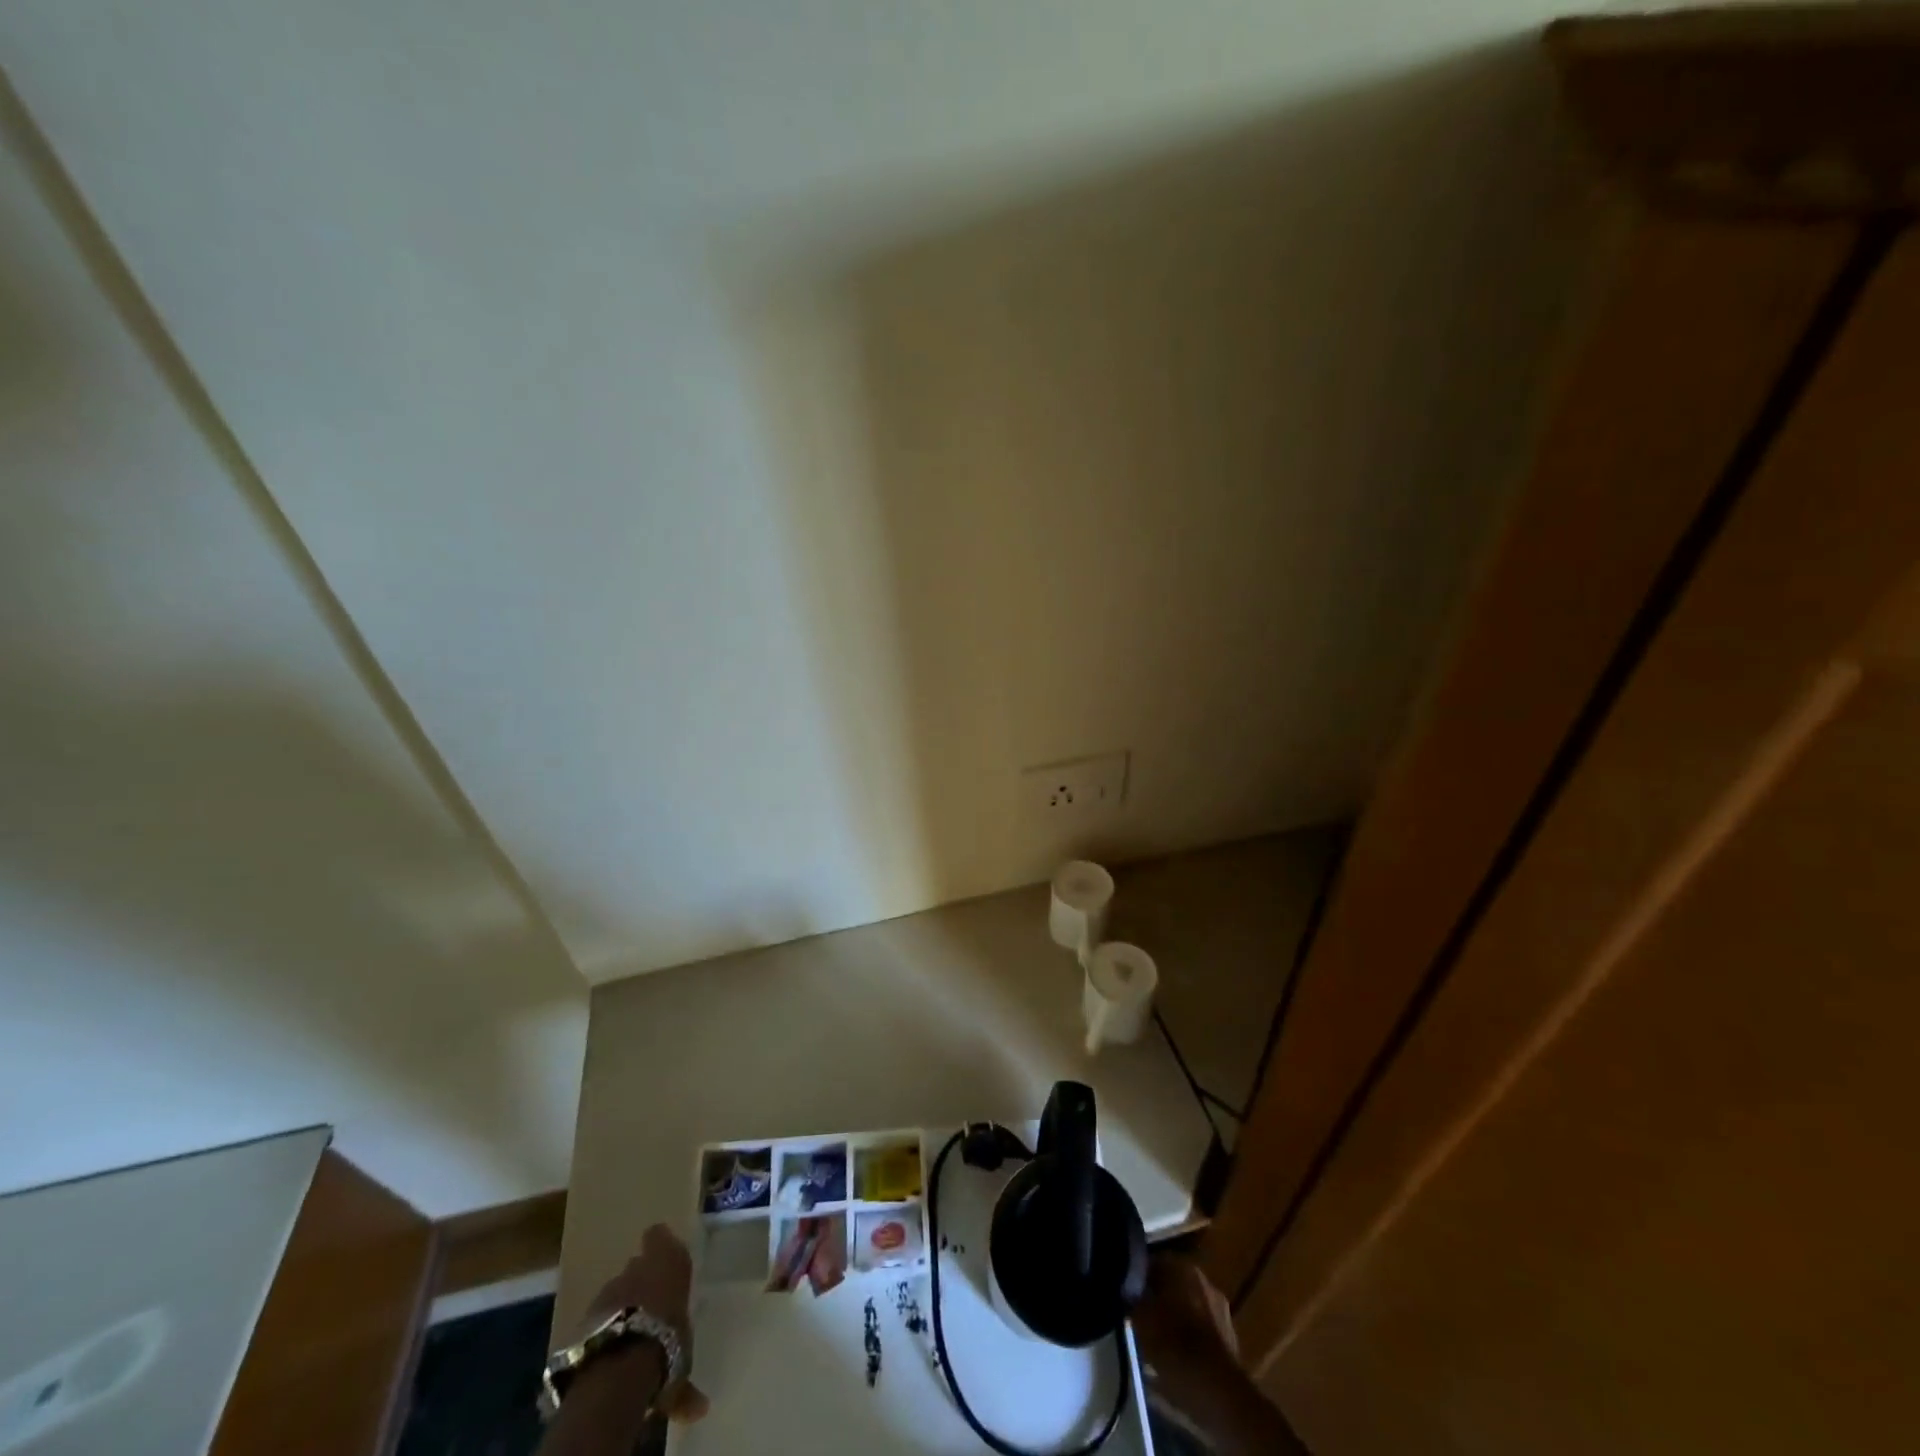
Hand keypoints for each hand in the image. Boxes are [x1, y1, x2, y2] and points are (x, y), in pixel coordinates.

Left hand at [576, 1224, 708, 1424]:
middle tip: (649, 1306)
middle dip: (640, 1283)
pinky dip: (602, 1330)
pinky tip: (608, 1350)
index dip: (658, 1244)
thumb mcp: (683, 1357)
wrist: (619, 1366)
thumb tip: (700, 1407)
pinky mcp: (582, 1318)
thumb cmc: (666, 1343)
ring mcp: (607, 1292)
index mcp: (668, 1262)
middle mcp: (636, 1269)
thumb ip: (686, 1374)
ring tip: (628, 1334)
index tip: (661, 1255)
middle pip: (635, 1267)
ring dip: (620, 1307)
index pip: (658, 1236)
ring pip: (614, 1293)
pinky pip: (597, 1319)